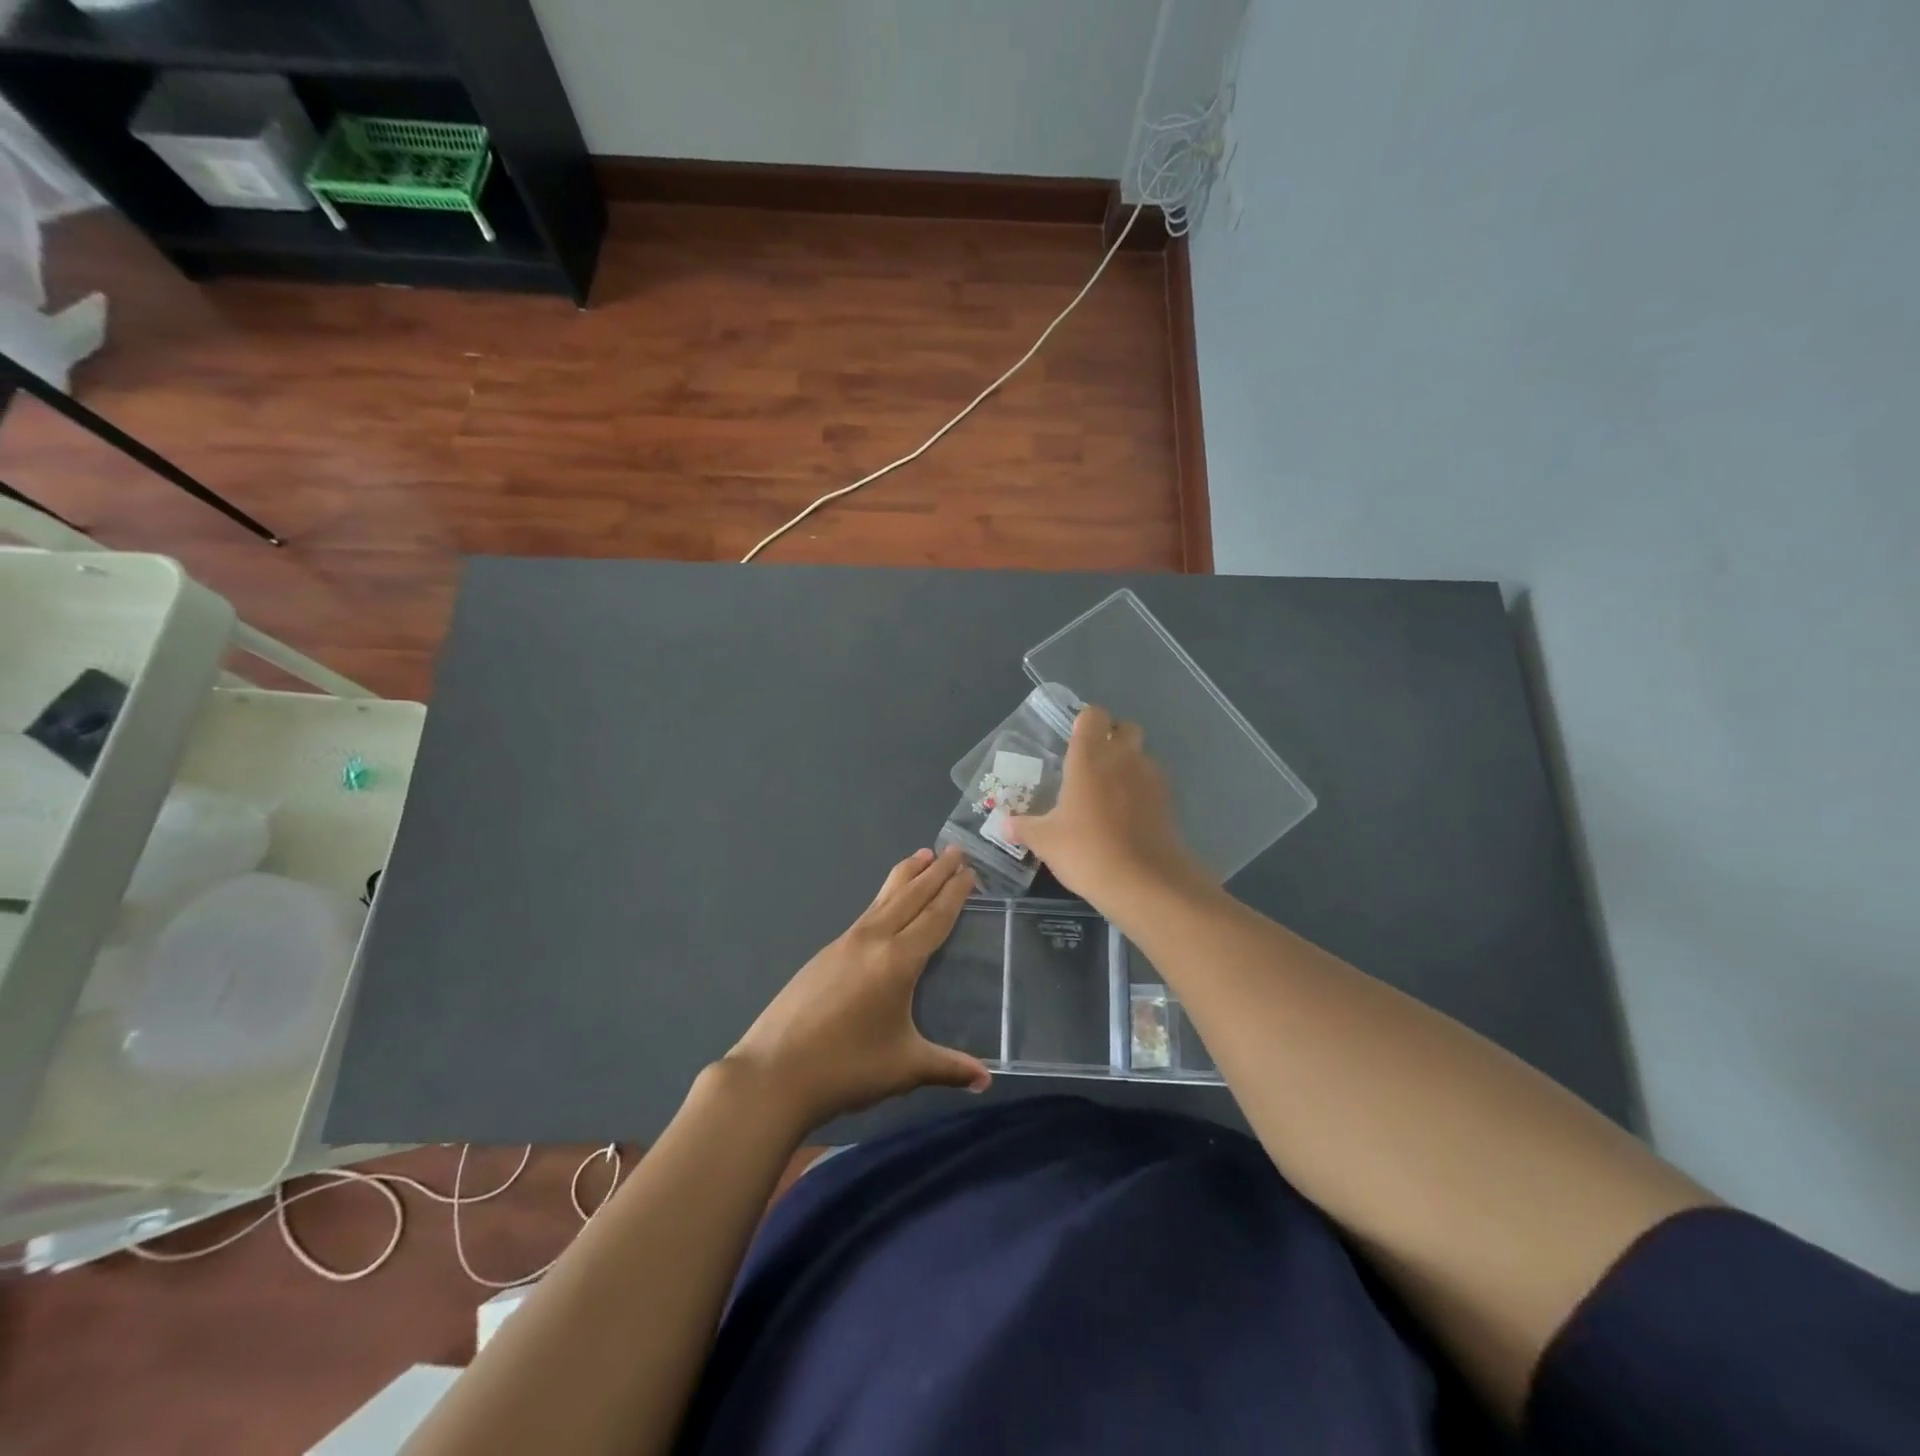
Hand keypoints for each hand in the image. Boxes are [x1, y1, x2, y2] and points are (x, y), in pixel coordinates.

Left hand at [726, 846, 989, 1131]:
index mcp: (898, 961)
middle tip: (955, 850)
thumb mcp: (905, 1068)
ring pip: (883, 899)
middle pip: (910, 897)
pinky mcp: (825, 954)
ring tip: (922, 855)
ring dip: (907, 876)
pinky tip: (885, 904)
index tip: (969, 870)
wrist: (774, 1073)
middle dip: (935, 872)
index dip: (954, 892)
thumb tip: (986, 1079)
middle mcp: (873, 940)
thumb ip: (948, 1067)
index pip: (934, 917)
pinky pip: (865, 913)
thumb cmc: (846, 1068)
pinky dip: (884, 898)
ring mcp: (845, 943)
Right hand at [1005, 703, 1204, 908]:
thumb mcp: (1045, 841)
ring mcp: (1150, 777)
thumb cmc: (1087, 851)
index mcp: (1089, 756)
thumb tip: (1004, 825)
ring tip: (1108, 791)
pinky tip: (1125, 814)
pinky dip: (1140, 788)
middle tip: (1091, 762)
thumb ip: (1024, 827)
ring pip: (1141, 753)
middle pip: (1125, 727)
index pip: (1093, 715)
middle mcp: (1123, 757)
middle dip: (1111, 736)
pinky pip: (1151, 780)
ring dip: (1127, 762)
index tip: (1072, 740)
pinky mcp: (1168, 799)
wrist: (1144, 882)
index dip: (1084, 722)